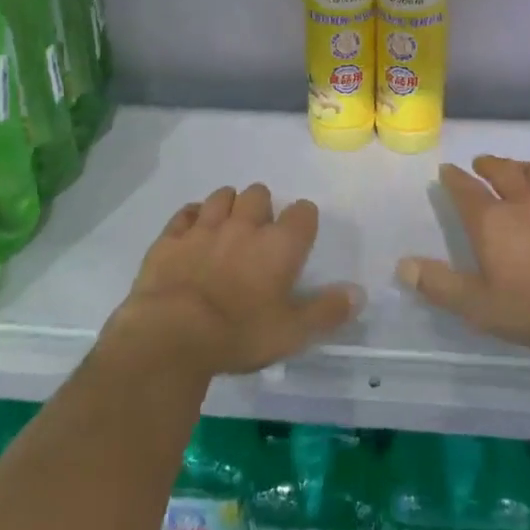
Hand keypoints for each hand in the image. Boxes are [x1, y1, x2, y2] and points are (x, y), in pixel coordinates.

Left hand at [116, 183, 364, 376]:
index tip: (299, 238)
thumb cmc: (238, 334)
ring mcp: (205, 227)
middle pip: (259, 194)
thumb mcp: (292, 333)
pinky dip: (192, 218)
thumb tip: (359, 293)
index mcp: (279, 244)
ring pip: (222, 196)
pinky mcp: (171, 237)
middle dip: (262, 208)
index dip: (303, 221)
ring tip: (227, 230)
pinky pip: (186, 213)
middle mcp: (244, 225)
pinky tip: (193, 233)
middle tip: (258, 236)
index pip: (303, 212)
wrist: (170, 335)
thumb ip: (327, 311)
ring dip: (228, 206)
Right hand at [396, 156, 529, 348]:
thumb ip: (440, 285)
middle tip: (481, 163)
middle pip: (502, 171)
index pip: (465, 190)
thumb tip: (402, 265)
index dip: (454, 179)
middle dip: (488, 165)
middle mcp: (523, 201)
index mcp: (492, 220)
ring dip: (522, 168)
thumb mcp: (479, 305)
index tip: (447, 170)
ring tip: (518, 169)